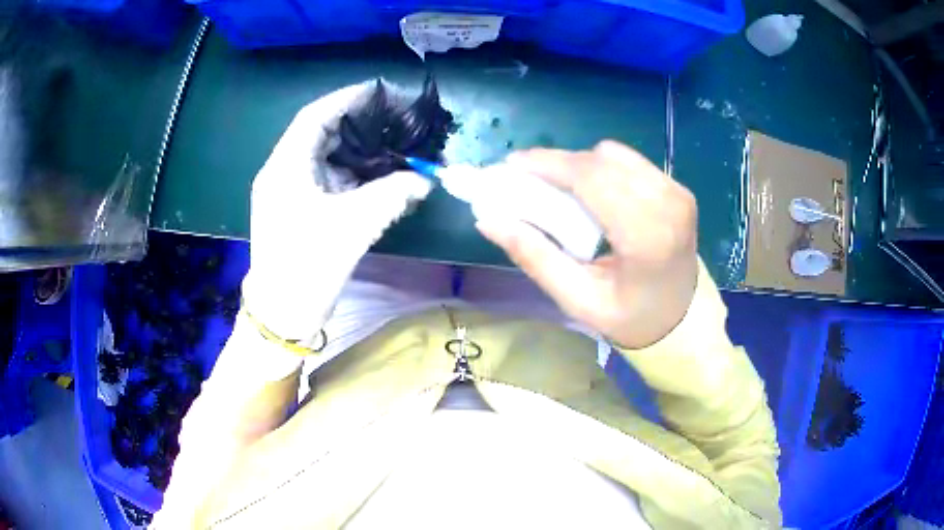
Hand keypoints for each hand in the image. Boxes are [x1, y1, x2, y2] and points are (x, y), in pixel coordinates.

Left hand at [241, 82, 431, 345]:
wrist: (283, 314)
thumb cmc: (309, 266)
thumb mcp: (353, 226)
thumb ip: (393, 195)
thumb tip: (425, 181)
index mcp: (285, 167)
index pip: (315, 117)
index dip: (347, 99)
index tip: (380, 92)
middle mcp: (282, 172)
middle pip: (320, 134)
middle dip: (357, 124)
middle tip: (393, 119)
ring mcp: (287, 192)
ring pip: (324, 158)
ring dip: (356, 151)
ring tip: (391, 145)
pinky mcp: (296, 209)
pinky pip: (325, 180)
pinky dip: (350, 175)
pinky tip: (376, 178)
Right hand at [476, 141, 698, 348]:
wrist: (682, 318)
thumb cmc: (630, 317)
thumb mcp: (578, 300)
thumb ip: (535, 258)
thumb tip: (488, 220)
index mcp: (648, 238)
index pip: (594, 179)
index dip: (549, 164)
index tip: (511, 165)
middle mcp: (668, 205)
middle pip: (601, 161)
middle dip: (558, 163)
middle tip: (526, 179)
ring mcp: (677, 192)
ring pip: (614, 155)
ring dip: (580, 165)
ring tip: (558, 188)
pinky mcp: (677, 188)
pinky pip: (629, 161)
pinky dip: (601, 168)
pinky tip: (590, 191)